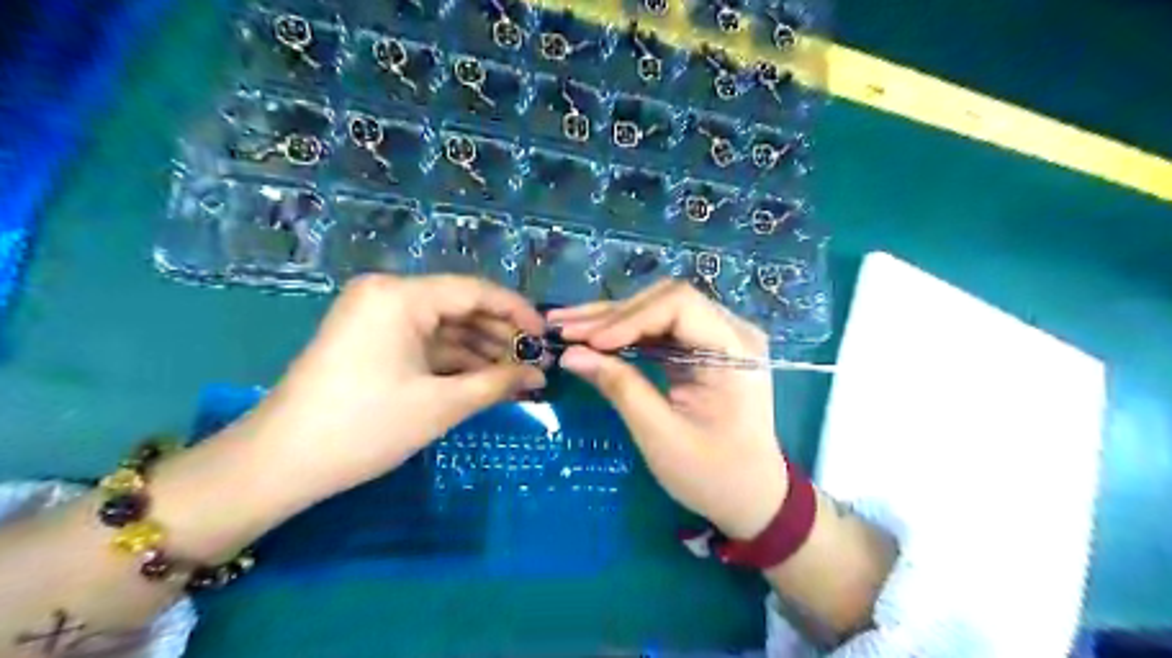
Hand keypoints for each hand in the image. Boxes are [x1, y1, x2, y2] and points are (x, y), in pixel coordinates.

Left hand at [244, 275, 543, 500]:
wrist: (279, 463)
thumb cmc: (364, 427)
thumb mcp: (441, 404)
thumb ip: (497, 382)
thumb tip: (539, 375)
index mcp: (400, 296)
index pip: (475, 291)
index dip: (517, 312)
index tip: (546, 338)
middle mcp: (387, 294)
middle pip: (460, 307)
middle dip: (500, 336)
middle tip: (535, 364)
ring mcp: (375, 316)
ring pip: (443, 326)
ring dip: (480, 350)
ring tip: (516, 375)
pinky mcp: (370, 340)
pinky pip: (423, 342)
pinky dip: (453, 359)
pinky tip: (483, 378)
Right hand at [551, 278, 786, 539]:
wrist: (751, 496)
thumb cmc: (713, 475)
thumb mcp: (662, 436)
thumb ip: (620, 388)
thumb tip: (570, 354)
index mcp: (735, 351)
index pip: (679, 306)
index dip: (630, 318)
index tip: (590, 342)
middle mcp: (732, 331)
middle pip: (666, 300)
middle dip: (612, 315)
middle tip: (563, 328)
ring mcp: (719, 337)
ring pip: (658, 310)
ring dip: (612, 319)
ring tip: (566, 325)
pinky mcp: (703, 348)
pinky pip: (660, 329)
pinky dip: (625, 333)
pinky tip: (592, 337)